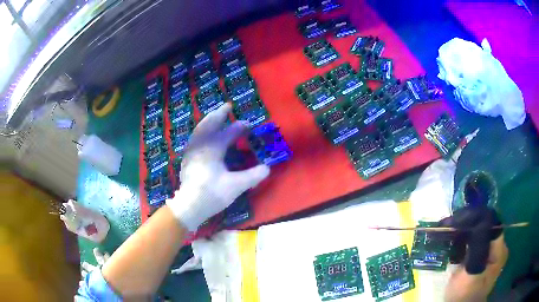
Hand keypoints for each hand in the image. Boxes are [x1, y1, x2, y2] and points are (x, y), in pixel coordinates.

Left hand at [166, 103, 269, 230]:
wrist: (189, 206)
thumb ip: (253, 175)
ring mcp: (192, 151)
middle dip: (219, 114)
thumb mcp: (236, 186)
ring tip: (215, 116)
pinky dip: (201, 131)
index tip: (248, 124)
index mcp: (213, 148)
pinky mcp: (187, 158)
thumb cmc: (212, 194)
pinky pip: (195, 138)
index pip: (229, 133)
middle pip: (209, 124)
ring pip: (200, 130)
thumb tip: (267, 168)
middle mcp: (201, 145)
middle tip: (227, 106)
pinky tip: (203, 136)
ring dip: (208, 121)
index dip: (240, 127)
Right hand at [436, 207, 507, 301]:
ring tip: (447, 230)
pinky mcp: (479, 257)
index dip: (478, 219)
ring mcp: (488, 252)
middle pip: (485, 227)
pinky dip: (462, 239)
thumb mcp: (472, 274)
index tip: (459, 220)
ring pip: (478, 232)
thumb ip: (479, 249)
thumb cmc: (465, 296)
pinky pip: (472, 242)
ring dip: (464, 231)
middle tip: (449, 225)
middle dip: (468, 224)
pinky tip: (452, 240)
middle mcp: (496, 248)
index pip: (492, 225)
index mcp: (499, 251)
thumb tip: (479, 219)